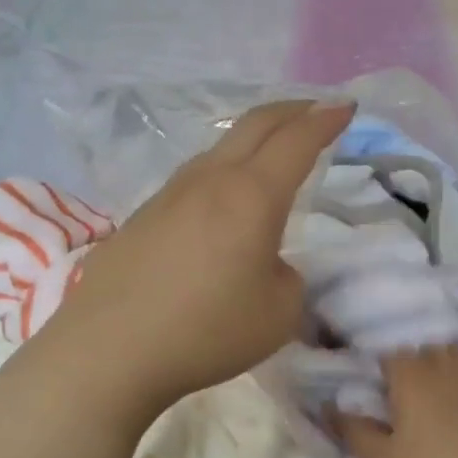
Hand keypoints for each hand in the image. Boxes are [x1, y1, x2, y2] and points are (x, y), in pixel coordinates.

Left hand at [35, 99, 355, 419]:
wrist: (111, 349)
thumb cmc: (207, 331)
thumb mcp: (278, 314)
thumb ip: (287, 279)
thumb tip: (267, 264)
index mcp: (252, 196)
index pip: (296, 141)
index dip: (325, 120)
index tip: (346, 108)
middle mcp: (209, 181)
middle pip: (254, 125)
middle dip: (291, 111)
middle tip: (314, 111)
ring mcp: (168, 196)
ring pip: (218, 150)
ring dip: (251, 141)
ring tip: (267, 154)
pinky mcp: (140, 219)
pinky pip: (192, 181)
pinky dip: (220, 175)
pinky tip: (219, 204)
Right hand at [335, 348, 457, 457]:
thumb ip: (353, 429)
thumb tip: (331, 405)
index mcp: (412, 373)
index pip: (385, 342)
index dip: (366, 349)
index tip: (349, 363)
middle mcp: (444, 368)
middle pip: (418, 342)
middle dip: (397, 351)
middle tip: (376, 374)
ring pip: (444, 356)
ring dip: (424, 362)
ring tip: (405, 386)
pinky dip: (445, 380)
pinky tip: (436, 404)